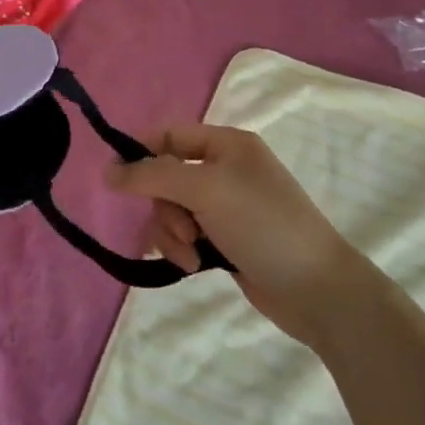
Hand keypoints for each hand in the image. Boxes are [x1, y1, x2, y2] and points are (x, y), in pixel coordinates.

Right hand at [108, 124, 368, 347]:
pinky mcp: (224, 240)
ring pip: (171, 209)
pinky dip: (181, 248)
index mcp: (227, 144)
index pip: (169, 134)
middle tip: (182, 229)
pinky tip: (194, 266)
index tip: (117, 180)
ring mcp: (224, 207)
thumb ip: (152, 176)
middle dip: (164, 206)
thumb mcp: (205, 189)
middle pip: (165, 176)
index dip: (141, 153)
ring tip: (191, 256)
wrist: (317, 290)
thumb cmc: (263, 225)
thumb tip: (107, 170)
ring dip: (171, 233)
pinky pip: (183, 235)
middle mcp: (224, 170)